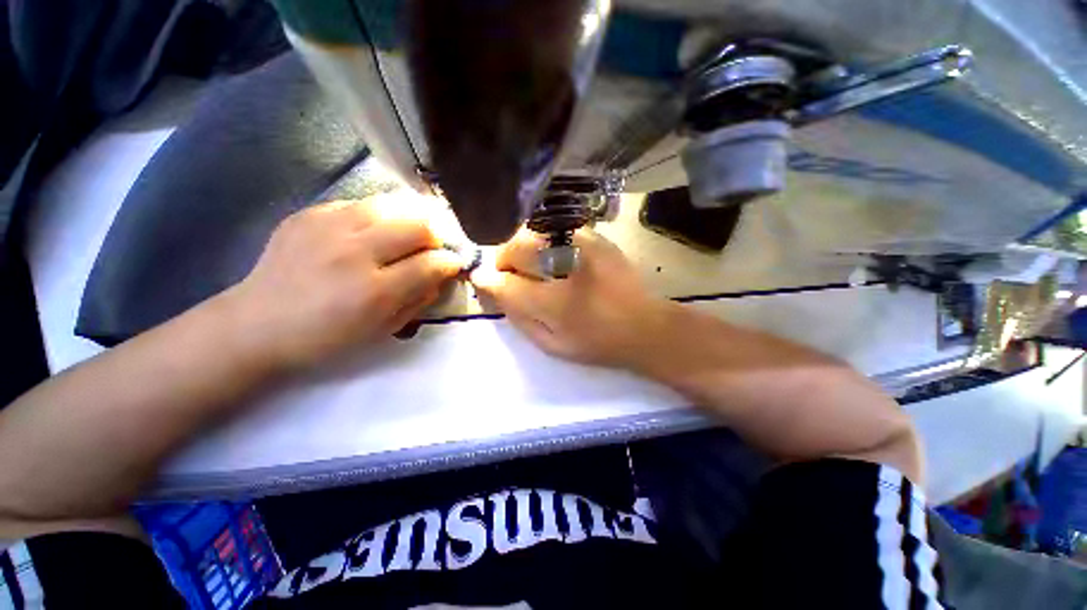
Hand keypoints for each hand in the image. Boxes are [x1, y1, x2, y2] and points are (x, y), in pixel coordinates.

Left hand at [223, 196, 462, 368]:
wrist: (256, 324)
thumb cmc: (326, 338)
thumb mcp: (383, 330)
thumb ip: (420, 300)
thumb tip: (441, 276)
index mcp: (374, 291)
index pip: (432, 263)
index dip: (451, 262)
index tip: (454, 264)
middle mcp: (354, 252)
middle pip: (418, 225)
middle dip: (436, 236)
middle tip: (433, 248)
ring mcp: (327, 227)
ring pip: (391, 204)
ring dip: (410, 219)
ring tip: (408, 234)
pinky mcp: (308, 214)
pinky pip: (359, 204)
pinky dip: (377, 216)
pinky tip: (370, 232)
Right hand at [471, 228, 674, 367]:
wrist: (645, 325)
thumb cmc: (597, 342)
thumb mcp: (552, 344)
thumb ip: (520, 317)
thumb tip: (495, 290)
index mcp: (555, 302)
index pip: (505, 283)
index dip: (488, 280)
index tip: (483, 281)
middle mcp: (566, 265)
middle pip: (515, 247)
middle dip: (503, 260)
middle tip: (509, 274)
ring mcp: (582, 244)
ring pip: (533, 232)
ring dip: (522, 247)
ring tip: (529, 265)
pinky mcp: (594, 236)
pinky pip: (555, 229)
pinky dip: (543, 239)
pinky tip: (551, 256)